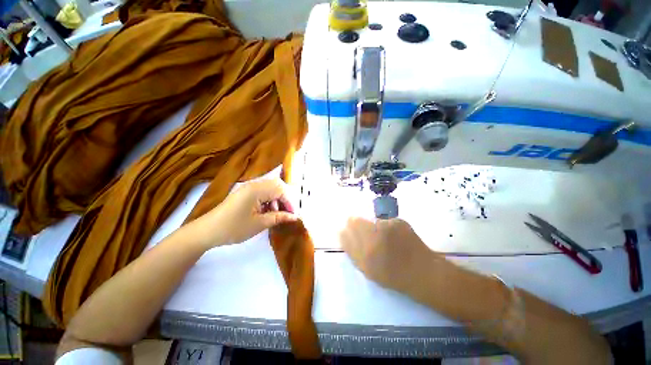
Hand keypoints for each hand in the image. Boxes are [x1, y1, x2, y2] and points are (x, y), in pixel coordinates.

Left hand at [191, 178, 297, 247]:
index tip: (293, 215)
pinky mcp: (245, 193)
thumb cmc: (233, 228)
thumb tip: (294, 217)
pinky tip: (267, 211)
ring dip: (277, 199)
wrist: (207, 231)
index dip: (289, 202)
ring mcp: (248, 188)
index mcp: (256, 189)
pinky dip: (269, 200)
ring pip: (270, 188)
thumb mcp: (259, 224)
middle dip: (285, 198)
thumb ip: (279, 217)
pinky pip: (263, 192)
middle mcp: (253, 184)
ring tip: (276, 214)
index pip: (281, 189)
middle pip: (277, 185)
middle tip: (287, 213)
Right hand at [340, 217, 439, 292]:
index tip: (348, 232)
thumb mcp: (367, 269)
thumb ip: (352, 250)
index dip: (346, 230)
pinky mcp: (398, 221)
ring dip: (373, 227)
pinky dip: (386, 227)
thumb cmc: (393, 275)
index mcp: (364, 252)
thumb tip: (342, 232)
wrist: (423, 272)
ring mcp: (387, 226)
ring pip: (370, 221)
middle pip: (355, 221)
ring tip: (384, 239)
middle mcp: (373, 236)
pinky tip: (395, 237)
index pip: (345, 232)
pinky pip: (385, 221)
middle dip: (356, 225)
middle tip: (366, 234)